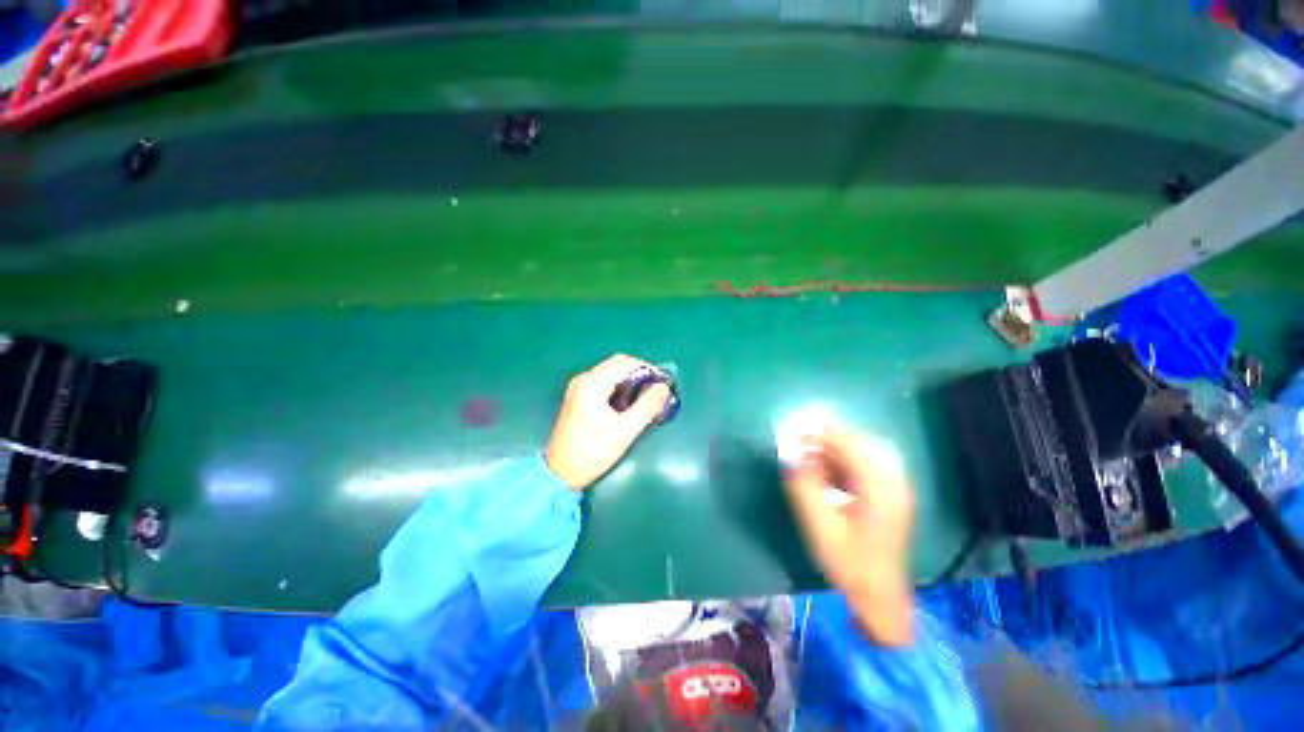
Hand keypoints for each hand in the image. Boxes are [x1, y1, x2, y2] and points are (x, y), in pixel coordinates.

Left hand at [545, 354, 670, 490]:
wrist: (561, 473)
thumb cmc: (593, 452)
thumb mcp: (625, 430)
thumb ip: (647, 406)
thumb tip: (664, 387)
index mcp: (592, 383)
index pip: (626, 364)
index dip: (648, 370)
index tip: (664, 384)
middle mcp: (584, 379)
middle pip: (617, 364)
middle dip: (640, 373)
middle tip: (657, 390)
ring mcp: (579, 387)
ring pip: (611, 372)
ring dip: (630, 380)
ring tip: (646, 397)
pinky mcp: (578, 396)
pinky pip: (604, 381)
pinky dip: (619, 386)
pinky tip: (629, 402)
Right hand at [782, 429, 916, 645]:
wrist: (880, 597)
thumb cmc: (849, 563)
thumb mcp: (820, 526)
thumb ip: (806, 486)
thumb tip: (795, 456)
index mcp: (880, 489)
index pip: (851, 445)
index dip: (822, 435)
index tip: (796, 433)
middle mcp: (894, 482)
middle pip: (862, 443)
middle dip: (830, 437)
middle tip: (802, 440)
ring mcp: (896, 489)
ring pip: (866, 452)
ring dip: (836, 449)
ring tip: (810, 455)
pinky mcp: (891, 496)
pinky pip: (868, 466)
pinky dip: (845, 461)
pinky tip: (827, 471)